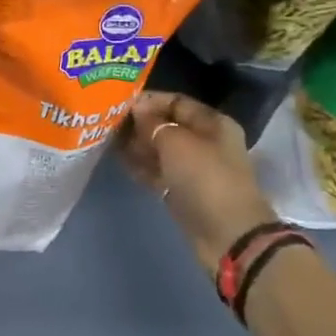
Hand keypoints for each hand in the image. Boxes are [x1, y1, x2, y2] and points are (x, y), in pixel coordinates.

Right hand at [119, 92, 276, 274]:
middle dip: (139, 123)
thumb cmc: (205, 179)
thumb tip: (137, 108)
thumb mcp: (177, 143)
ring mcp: (194, 168)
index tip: (119, 103)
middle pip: (167, 125)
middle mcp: (205, 142)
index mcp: (212, 124)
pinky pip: (158, 171)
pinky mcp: (183, 191)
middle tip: (108, 122)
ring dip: (137, 145)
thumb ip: (153, 123)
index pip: (176, 102)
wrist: (227, 235)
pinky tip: (120, 161)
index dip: (148, 100)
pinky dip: (141, 166)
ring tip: (108, 140)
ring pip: (160, 150)